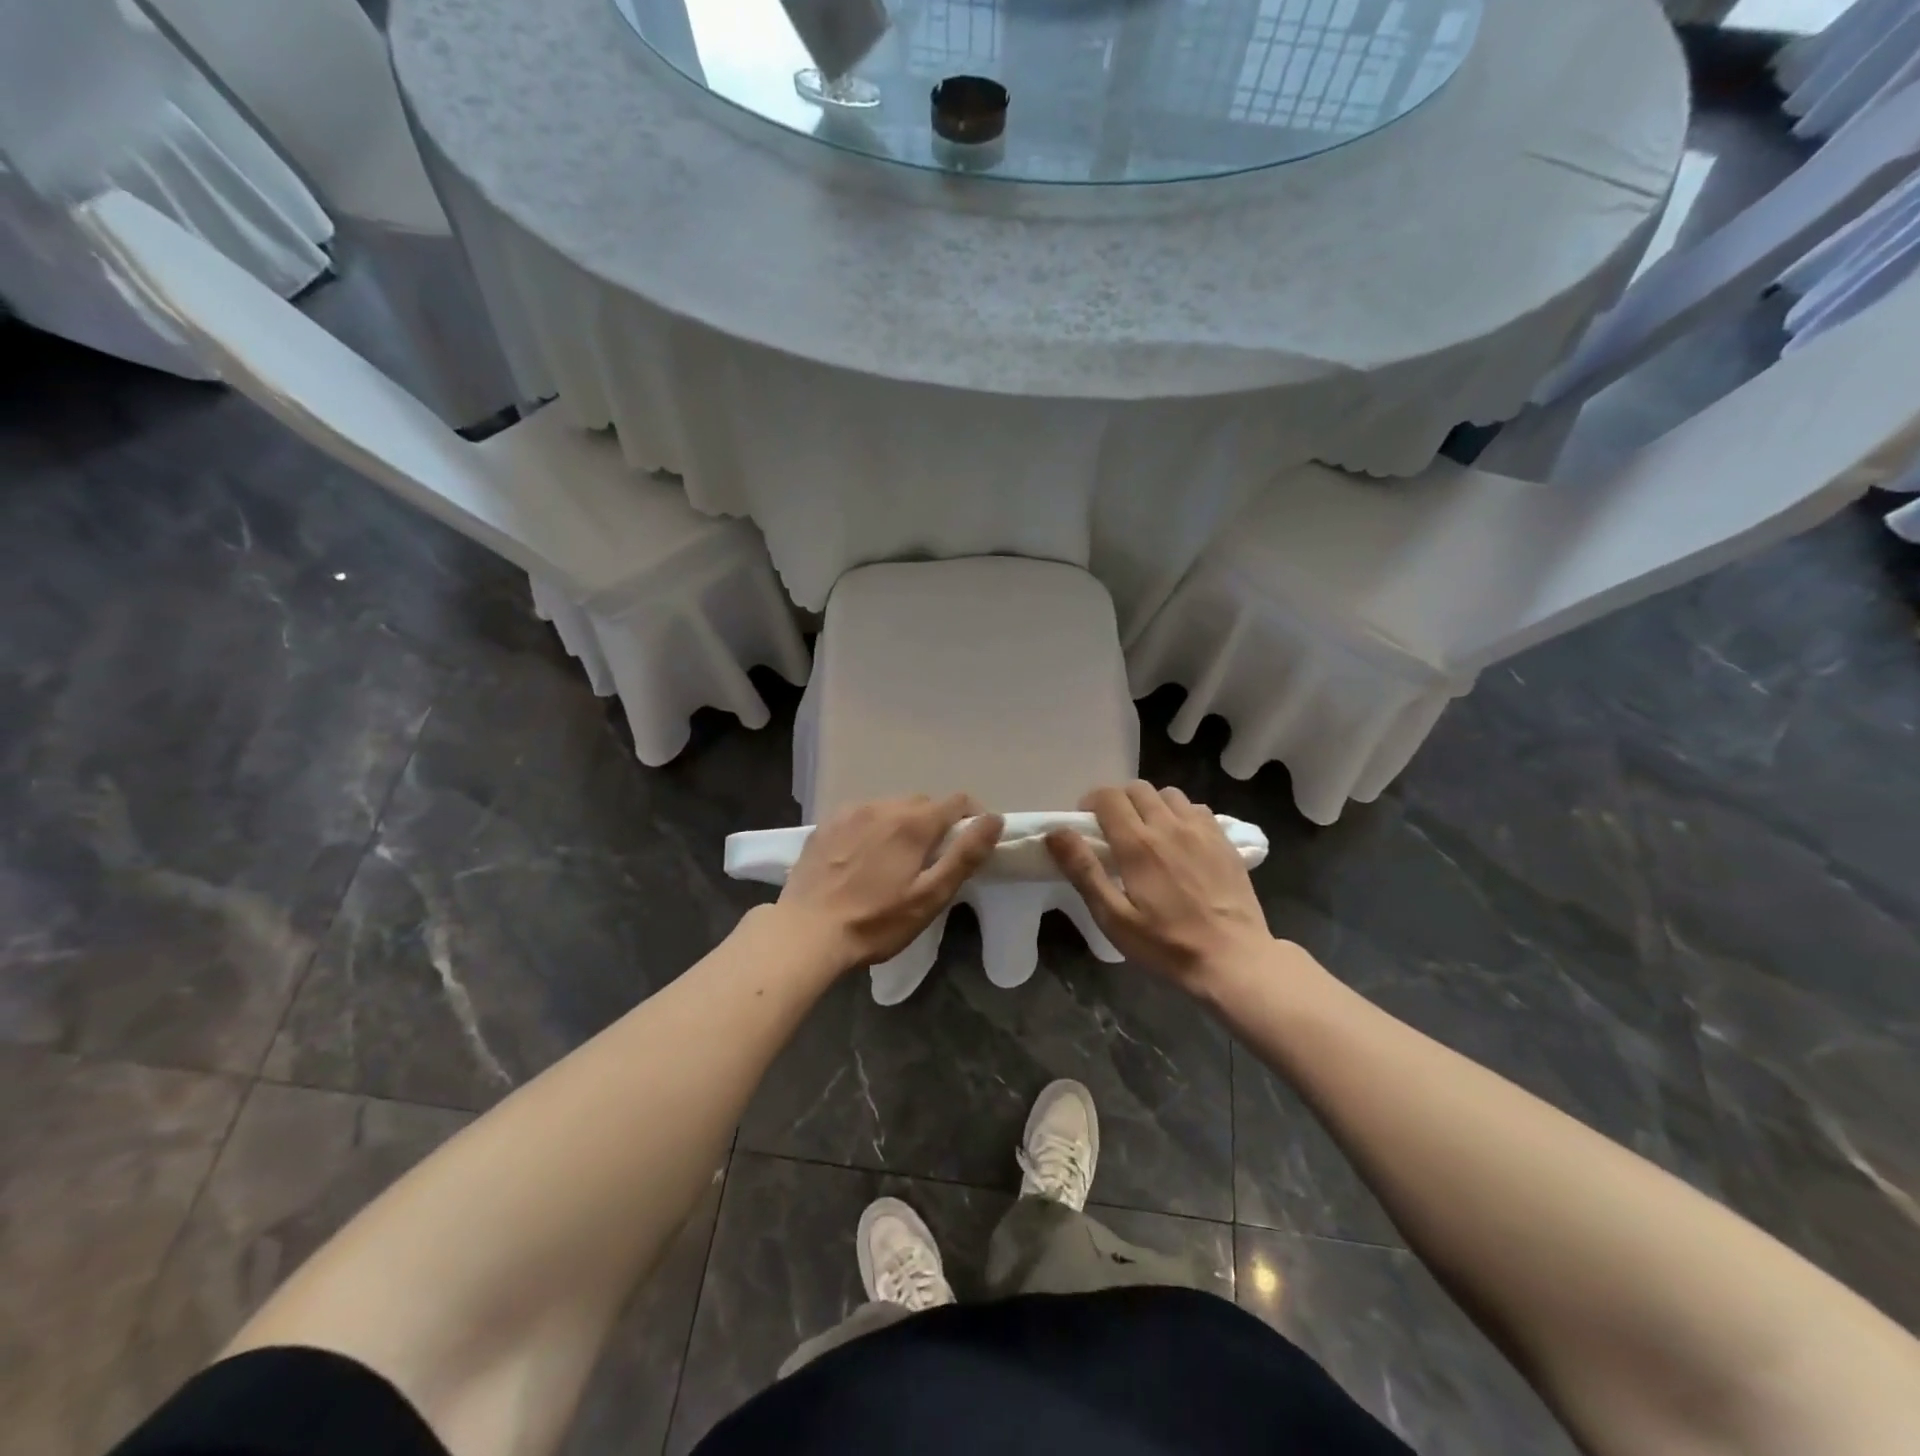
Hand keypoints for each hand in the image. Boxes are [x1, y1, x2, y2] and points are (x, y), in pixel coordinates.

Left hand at [778, 795, 1003, 968]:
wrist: (805, 933)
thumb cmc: (875, 921)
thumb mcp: (929, 896)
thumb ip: (964, 855)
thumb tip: (994, 819)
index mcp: (912, 823)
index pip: (956, 801)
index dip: (971, 818)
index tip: (971, 843)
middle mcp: (881, 806)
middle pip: (922, 803)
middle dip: (936, 824)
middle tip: (932, 860)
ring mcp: (849, 813)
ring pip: (890, 808)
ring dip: (903, 825)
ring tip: (896, 861)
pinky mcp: (825, 826)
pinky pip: (861, 816)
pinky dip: (872, 829)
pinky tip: (863, 859)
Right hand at [1046, 782, 1271, 987]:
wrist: (1233, 959)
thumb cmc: (1166, 945)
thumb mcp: (1114, 917)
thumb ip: (1084, 871)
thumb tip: (1056, 833)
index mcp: (1138, 844)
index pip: (1108, 797)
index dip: (1092, 803)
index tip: (1087, 824)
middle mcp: (1169, 826)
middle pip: (1137, 789)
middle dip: (1119, 801)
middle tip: (1114, 830)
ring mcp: (1201, 830)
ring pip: (1168, 794)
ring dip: (1151, 805)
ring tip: (1148, 832)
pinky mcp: (1224, 840)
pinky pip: (1196, 809)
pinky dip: (1181, 814)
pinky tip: (1180, 841)